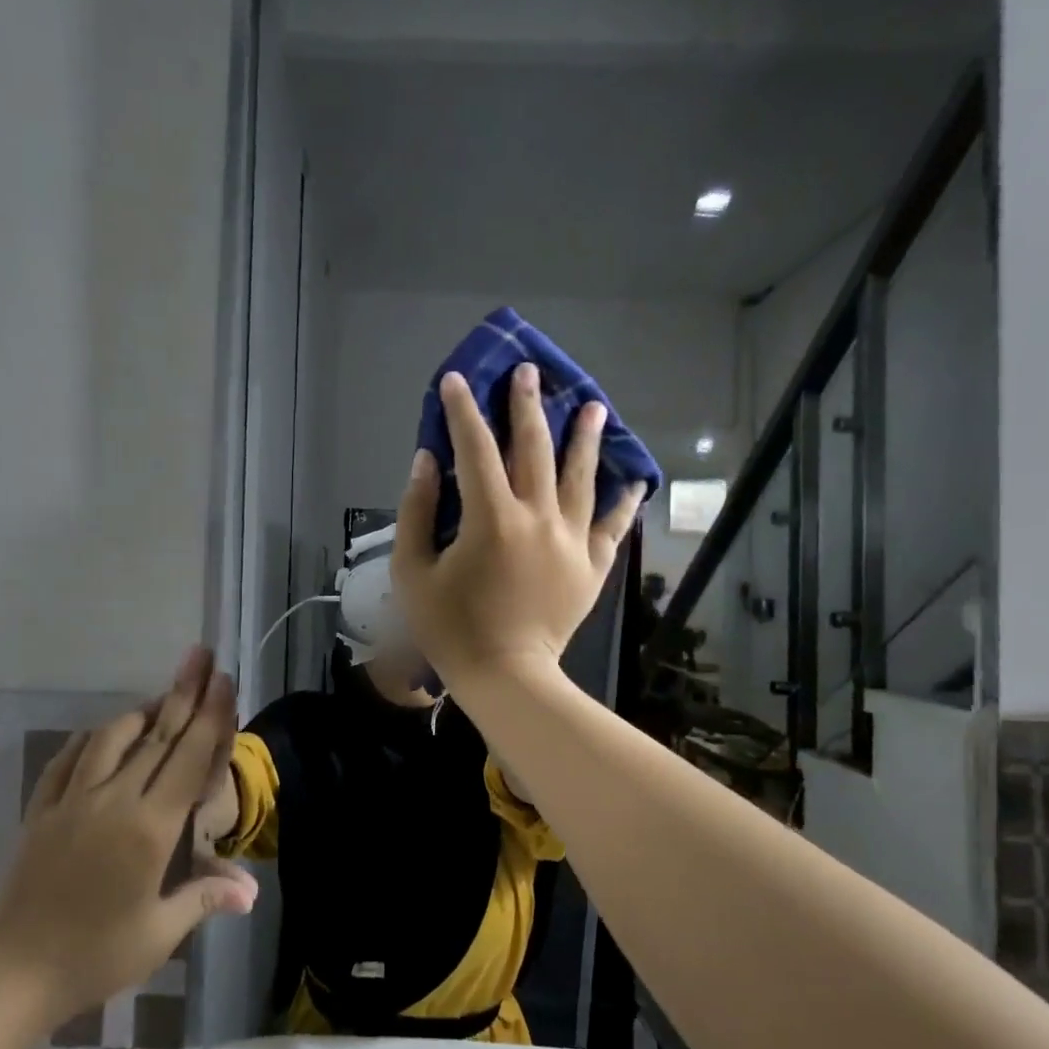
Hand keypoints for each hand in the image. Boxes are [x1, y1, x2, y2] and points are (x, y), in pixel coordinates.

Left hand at [0, 646, 257, 1025]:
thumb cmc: (95, 955)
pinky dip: (91, 739)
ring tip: (160, 699)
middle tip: (200, 655)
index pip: (188, 757)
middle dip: (183, 692)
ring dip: (140, 713)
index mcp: (150, 827)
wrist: (13, 973)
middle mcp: (114, 800)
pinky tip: (101, 735)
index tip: (222, 679)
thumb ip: (204, 898)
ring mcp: (73, 800)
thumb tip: (251, 891)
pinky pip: (69, 760)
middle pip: (157, 736)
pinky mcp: (43, 810)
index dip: (210, 715)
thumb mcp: (159, 932)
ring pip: (111, 738)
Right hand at [393, 364, 643, 691]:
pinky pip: (612, 525)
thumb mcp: (413, 571)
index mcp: (491, 517)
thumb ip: (417, 511)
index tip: (457, 380)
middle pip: (534, 448)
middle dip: (528, 406)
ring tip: (593, 405)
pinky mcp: (592, 565)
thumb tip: (427, 461)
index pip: (474, 448)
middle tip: (530, 372)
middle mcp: (537, 516)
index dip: (462, 410)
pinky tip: (635, 476)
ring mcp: (571, 540)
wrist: (505, 676)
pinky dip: (624, 500)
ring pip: (581, 476)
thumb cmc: (450, 627)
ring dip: (585, 437)